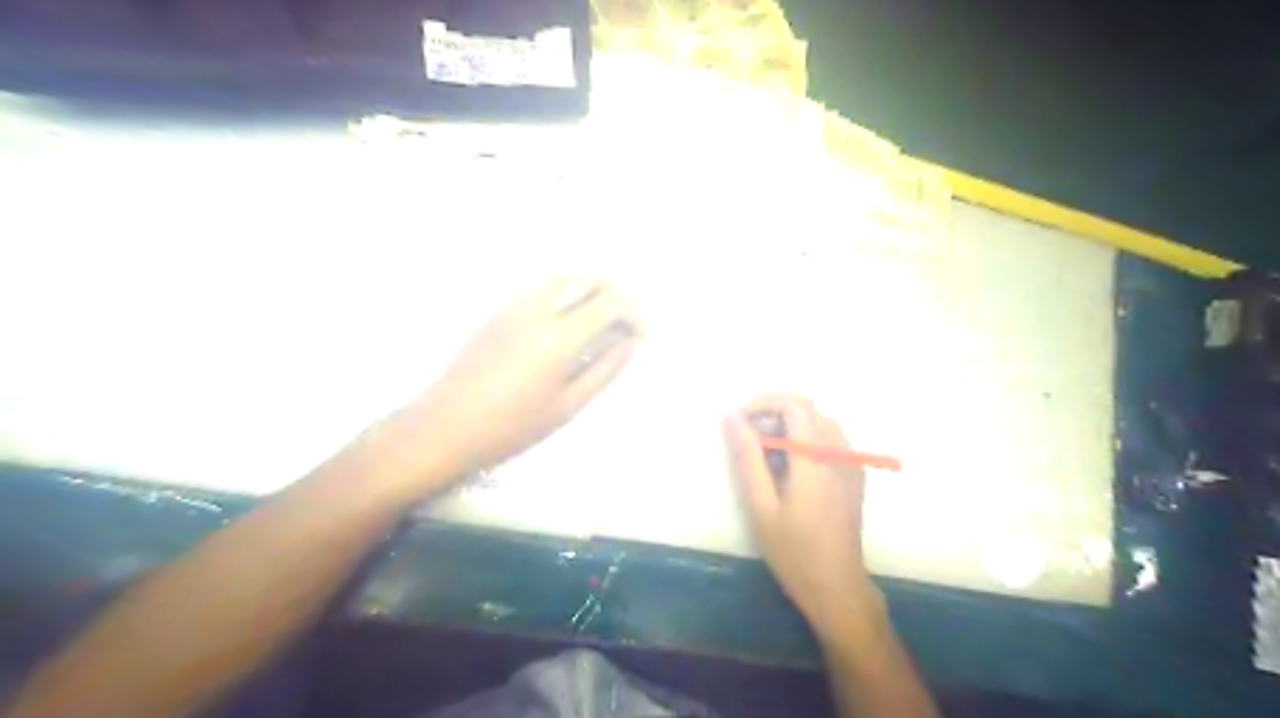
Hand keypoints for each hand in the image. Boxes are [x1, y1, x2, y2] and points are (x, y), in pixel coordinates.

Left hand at [408, 279, 639, 484]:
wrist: (444, 427)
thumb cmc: (511, 427)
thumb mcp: (567, 407)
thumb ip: (604, 370)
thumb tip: (629, 343)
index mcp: (559, 337)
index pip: (609, 303)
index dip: (633, 314)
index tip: (640, 335)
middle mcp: (537, 310)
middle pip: (586, 279)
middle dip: (614, 294)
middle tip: (624, 323)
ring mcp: (513, 306)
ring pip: (561, 278)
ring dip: (588, 289)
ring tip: (599, 319)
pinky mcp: (497, 311)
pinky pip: (539, 288)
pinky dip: (564, 294)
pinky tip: (565, 322)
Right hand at [725, 395, 887, 635]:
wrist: (837, 586)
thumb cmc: (793, 550)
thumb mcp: (760, 505)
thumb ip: (747, 457)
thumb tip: (731, 417)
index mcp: (817, 457)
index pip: (793, 405)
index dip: (762, 403)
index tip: (737, 420)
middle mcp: (839, 451)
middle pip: (807, 408)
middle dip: (773, 412)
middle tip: (746, 437)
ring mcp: (851, 461)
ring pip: (818, 421)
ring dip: (789, 424)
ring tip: (764, 451)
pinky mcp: (854, 473)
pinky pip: (829, 438)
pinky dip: (804, 437)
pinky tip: (789, 465)